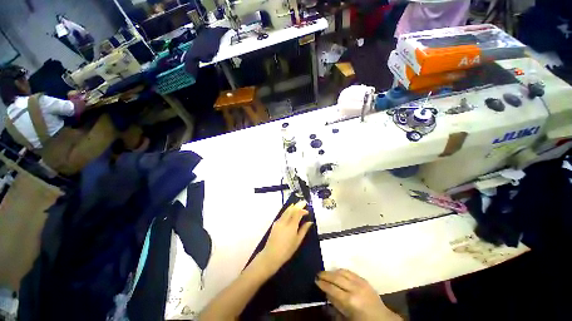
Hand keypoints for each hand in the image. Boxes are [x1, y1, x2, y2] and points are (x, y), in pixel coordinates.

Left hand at [259, 200, 312, 272]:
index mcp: (291, 226)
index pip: (298, 213)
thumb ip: (304, 230)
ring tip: (296, 204)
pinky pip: (282, 214)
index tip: (307, 211)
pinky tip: (289, 211)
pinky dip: (287, 211)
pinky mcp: (275, 223)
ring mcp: (279, 222)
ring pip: (286, 211)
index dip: (303, 210)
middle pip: (291, 209)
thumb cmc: (287, 251)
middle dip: (298, 205)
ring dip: (292, 207)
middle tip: (303, 202)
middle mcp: (284, 221)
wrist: (271, 255)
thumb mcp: (298, 241)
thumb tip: (310, 222)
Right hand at [316, 269, 401, 320]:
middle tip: (318, 274)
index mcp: (350, 301)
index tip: (315, 280)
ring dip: (332, 271)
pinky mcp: (364, 279)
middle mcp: (354, 289)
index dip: (323, 284)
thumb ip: (335, 305)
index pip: (332, 289)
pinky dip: (341, 271)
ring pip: (342, 272)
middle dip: (325, 275)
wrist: (382, 319)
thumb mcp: (346, 317)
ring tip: (326, 272)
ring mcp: (360, 282)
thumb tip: (326, 293)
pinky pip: (350, 272)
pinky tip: (337, 272)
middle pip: (336, 278)